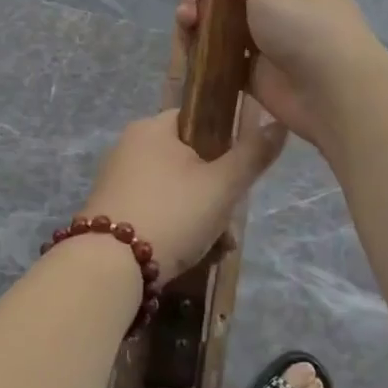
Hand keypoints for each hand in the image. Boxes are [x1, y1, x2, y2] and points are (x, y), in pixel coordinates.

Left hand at [80, 108, 286, 284]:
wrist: (109, 268)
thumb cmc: (171, 213)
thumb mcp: (223, 185)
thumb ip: (253, 154)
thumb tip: (279, 122)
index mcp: (152, 129)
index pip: (196, 119)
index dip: (224, 142)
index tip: (237, 174)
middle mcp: (128, 147)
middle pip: (188, 161)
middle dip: (215, 193)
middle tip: (228, 220)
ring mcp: (116, 181)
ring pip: (174, 191)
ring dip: (200, 217)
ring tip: (216, 247)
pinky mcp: (110, 213)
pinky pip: (154, 211)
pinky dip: (174, 229)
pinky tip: (191, 256)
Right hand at [175, 0, 384, 145]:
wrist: (332, 94)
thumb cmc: (305, 24)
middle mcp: (282, 0)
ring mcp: (267, 36)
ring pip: (224, 17)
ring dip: (200, 12)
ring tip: (187, 15)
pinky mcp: (253, 69)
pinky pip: (221, 51)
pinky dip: (203, 45)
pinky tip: (188, 40)